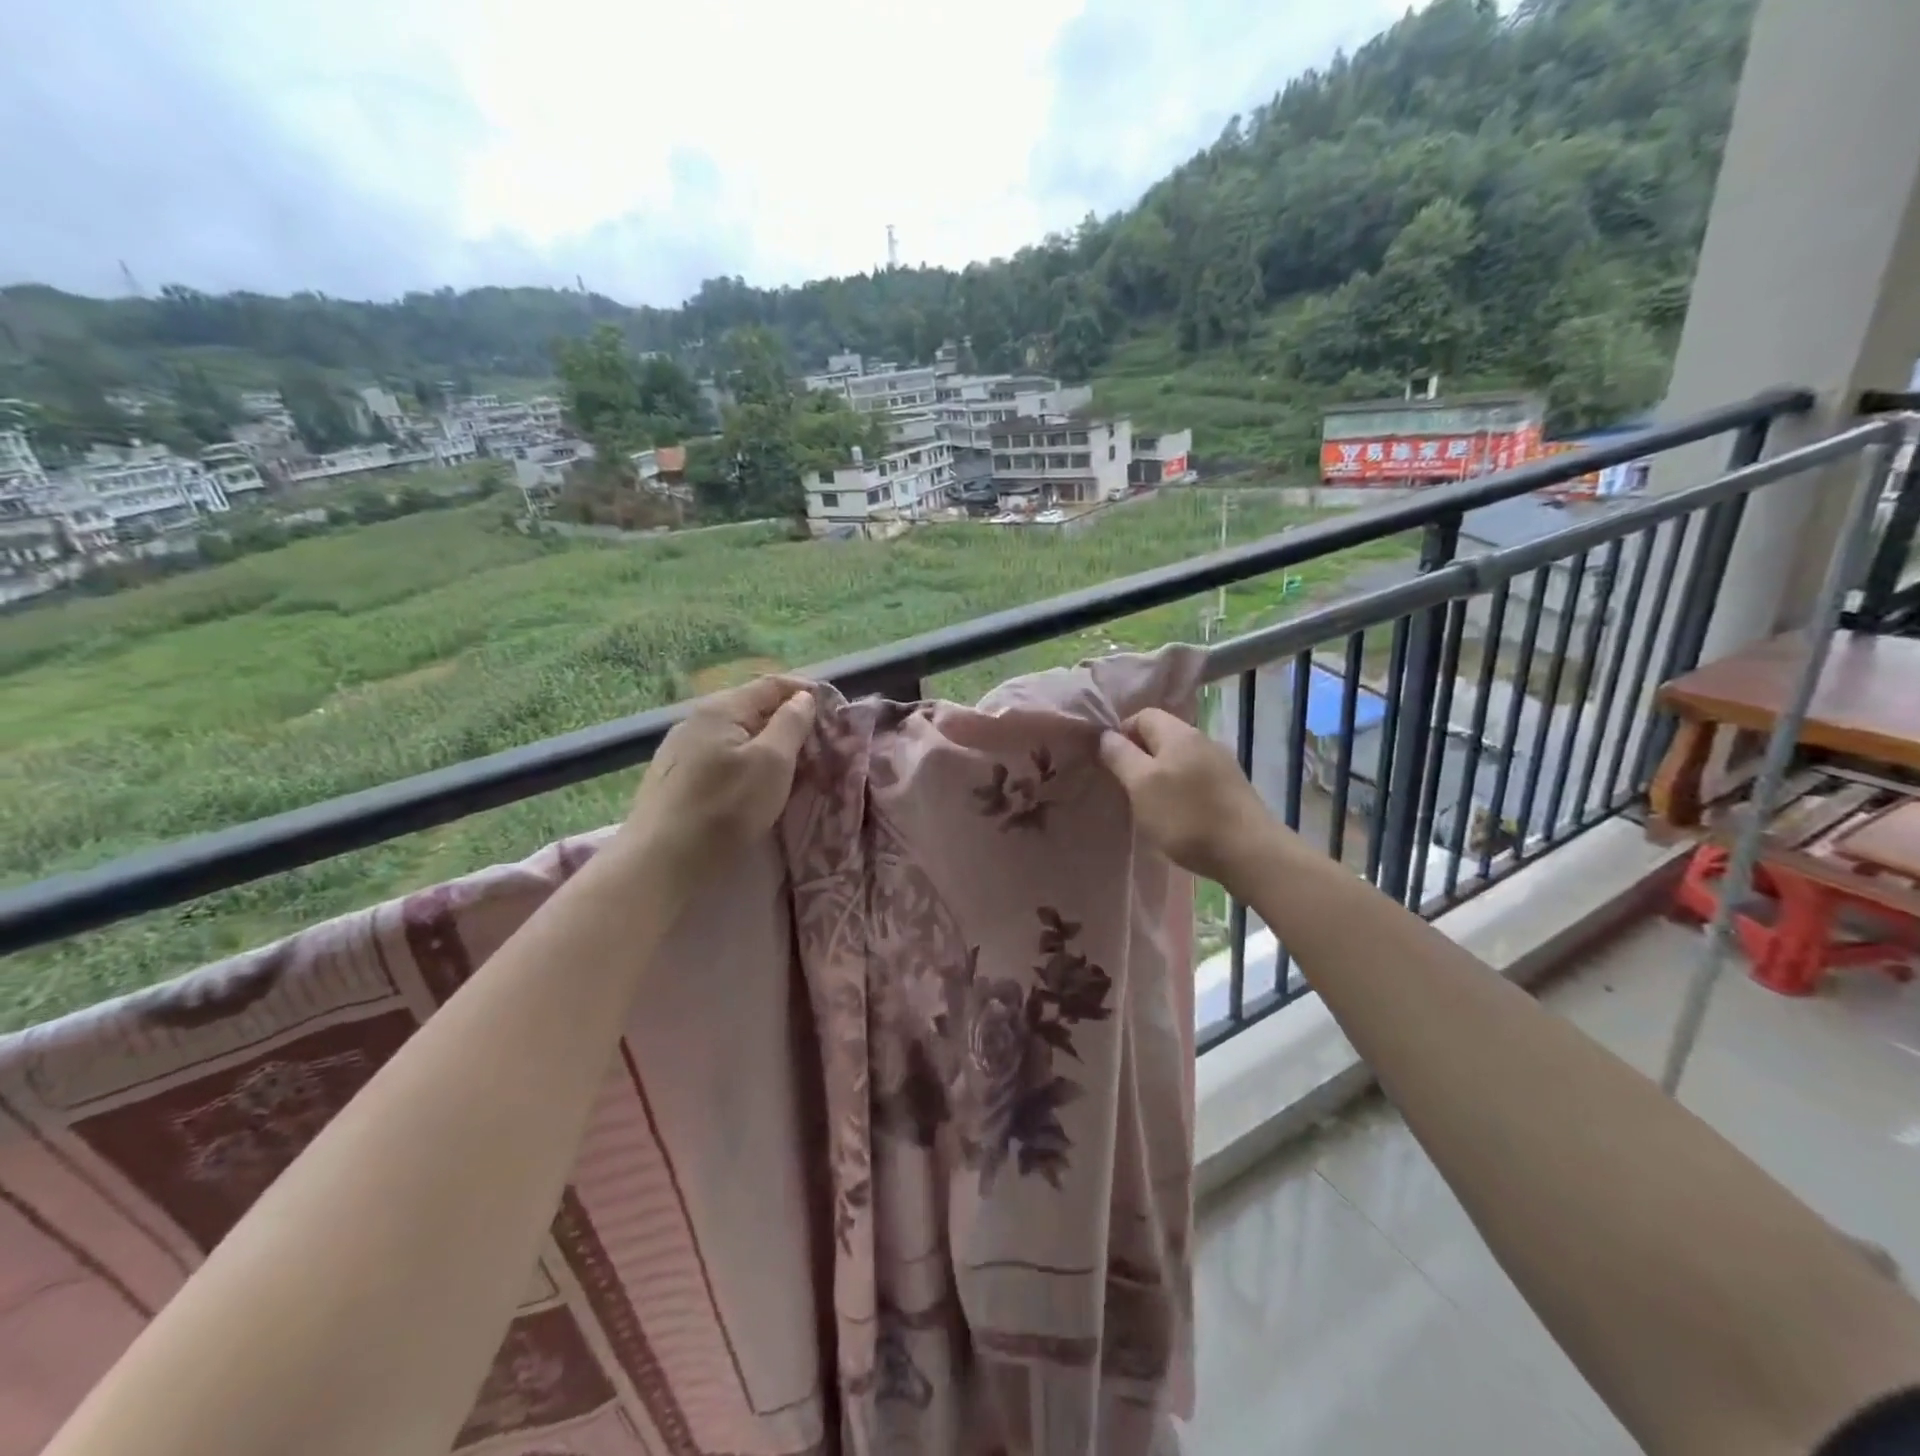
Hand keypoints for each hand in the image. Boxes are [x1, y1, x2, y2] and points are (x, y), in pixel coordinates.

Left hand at [618, 676, 817, 889]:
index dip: (805, 691)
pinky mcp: (675, 779)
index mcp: (721, 708)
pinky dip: (747, 762)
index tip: (834, 709)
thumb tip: (802, 698)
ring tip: (793, 766)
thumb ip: (791, 724)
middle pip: (752, 708)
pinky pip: (721, 757)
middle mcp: (696, 720)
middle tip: (818, 743)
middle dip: (788, 721)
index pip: (771, 684)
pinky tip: (755, 785)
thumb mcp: (772, 762)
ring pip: (736, 735)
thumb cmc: (725, 808)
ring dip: (768, 744)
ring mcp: (681, 750)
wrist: (662, 862)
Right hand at [1098, 707, 1275, 887]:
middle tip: (1126, 788)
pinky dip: (1180, 790)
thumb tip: (1105, 735)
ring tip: (1150, 805)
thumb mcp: (1141, 785)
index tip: (1111, 765)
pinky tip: (1178, 815)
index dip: (1121, 734)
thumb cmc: (1186, 816)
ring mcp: (1221, 764)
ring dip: (1160, 776)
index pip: (1141, 715)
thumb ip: (1120, 756)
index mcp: (1179, 733)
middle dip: (1139, 757)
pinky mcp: (1232, 788)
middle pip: (1161, 736)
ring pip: (1179, 758)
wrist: (1249, 852)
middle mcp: (1202, 739)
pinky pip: (1196, 777)